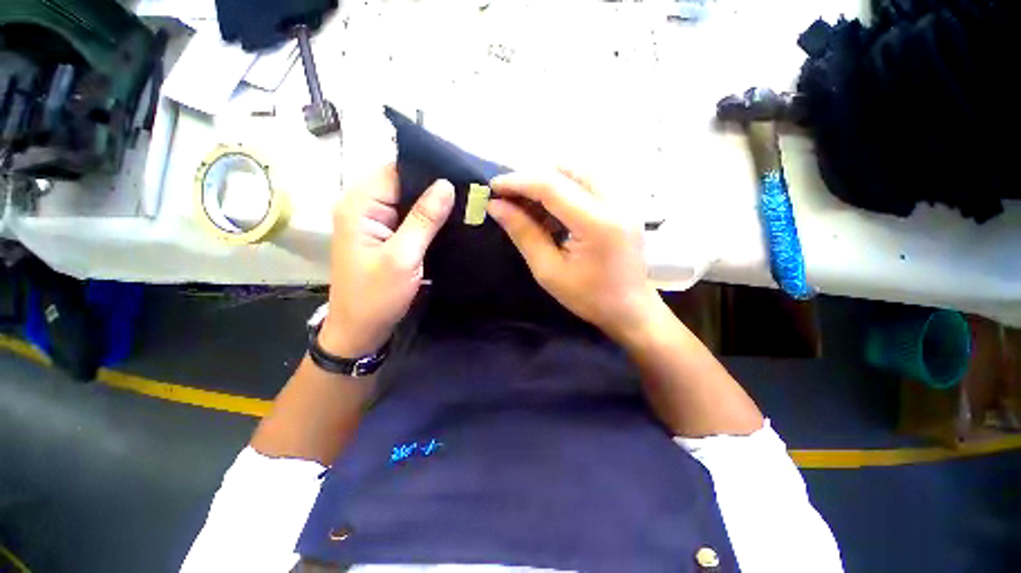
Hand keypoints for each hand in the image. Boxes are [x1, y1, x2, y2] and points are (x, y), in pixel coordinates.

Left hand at [321, 164, 454, 356]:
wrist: (361, 330)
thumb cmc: (377, 296)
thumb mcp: (403, 256)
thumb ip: (424, 219)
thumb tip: (446, 184)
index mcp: (360, 205)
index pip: (396, 170)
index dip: (427, 169)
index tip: (459, 175)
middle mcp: (363, 207)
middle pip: (402, 183)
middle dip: (433, 187)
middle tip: (468, 192)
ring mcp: (374, 222)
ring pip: (408, 201)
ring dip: (433, 204)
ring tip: (465, 204)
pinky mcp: (384, 236)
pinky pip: (408, 218)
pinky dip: (428, 219)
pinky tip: (449, 221)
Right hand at [488, 168, 658, 341]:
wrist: (632, 309)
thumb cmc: (589, 298)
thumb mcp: (549, 271)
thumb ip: (524, 234)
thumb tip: (496, 206)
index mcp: (596, 222)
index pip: (551, 185)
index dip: (518, 182)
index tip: (493, 187)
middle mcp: (615, 201)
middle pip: (567, 170)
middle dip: (533, 179)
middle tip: (511, 199)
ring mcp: (623, 201)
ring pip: (578, 172)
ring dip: (549, 183)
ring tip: (528, 206)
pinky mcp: (623, 205)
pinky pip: (589, 184)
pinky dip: (564, 190)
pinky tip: (551, 212)